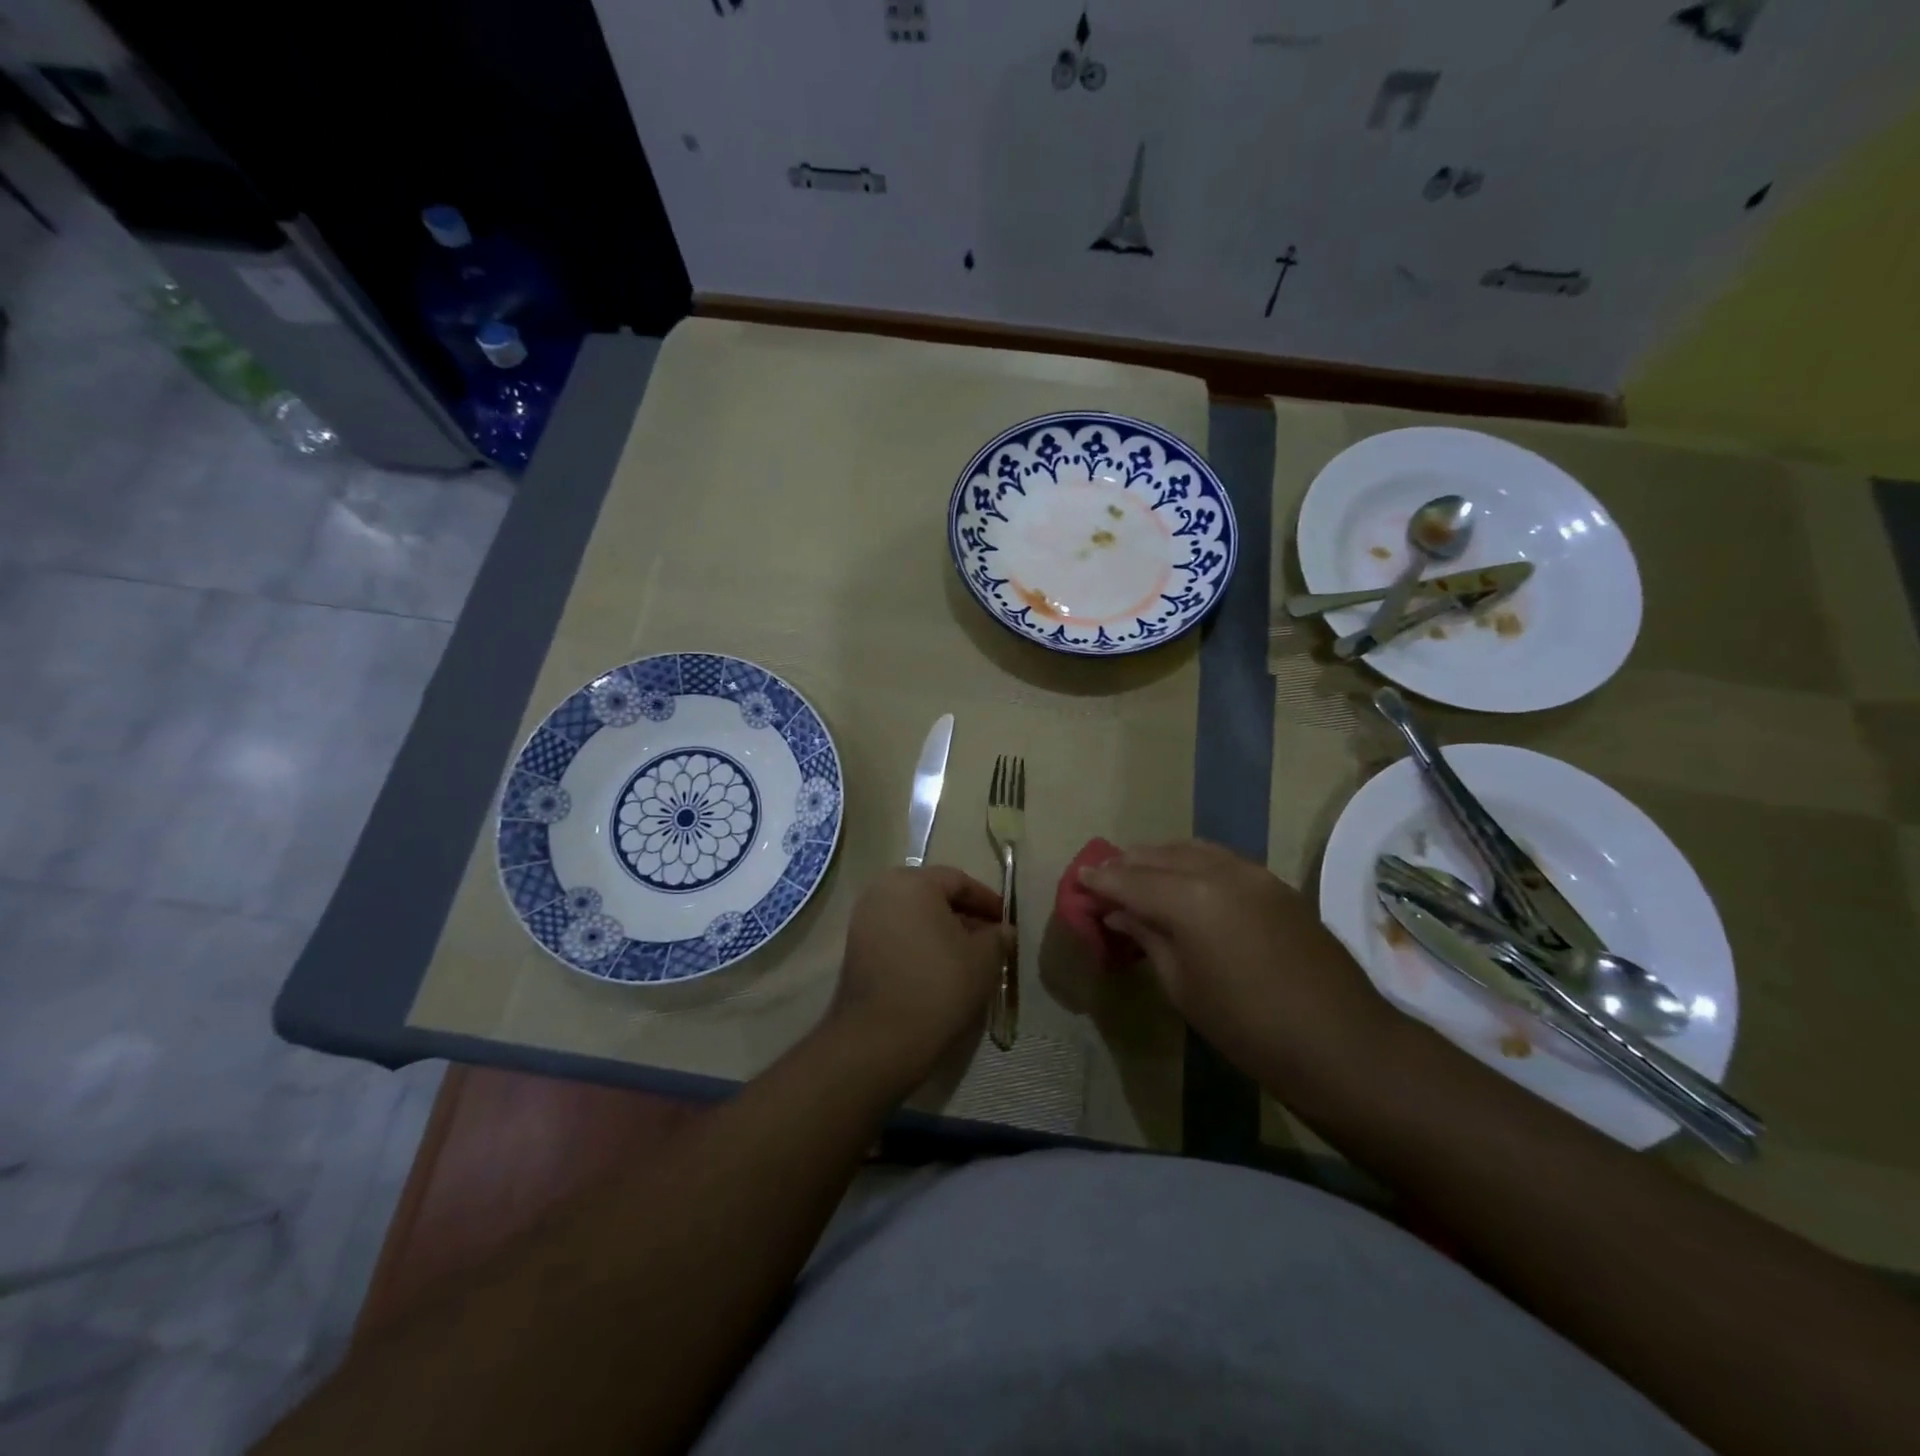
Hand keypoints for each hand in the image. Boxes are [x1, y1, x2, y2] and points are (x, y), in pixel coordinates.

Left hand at [828, 866, 1010, 1094]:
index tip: (1006, 923)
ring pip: (913, 916)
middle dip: (964, 915)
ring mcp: (864, 919)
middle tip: (989, 939)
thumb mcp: (983, 959)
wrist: (881, 1037)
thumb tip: (1003, 931)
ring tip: (967, 957)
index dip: (987, 901)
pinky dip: (919, 944)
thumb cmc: (939, 985)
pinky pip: (897, 935)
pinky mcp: (855, 948)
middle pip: (933, 895)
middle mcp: (882, 890)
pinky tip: (939, 969)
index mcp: (913, 882)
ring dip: (941, 931)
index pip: (958, 881)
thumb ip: (997, 937)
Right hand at [1080, 840, 1392, 1074]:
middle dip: (1125, 866)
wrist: (1342, 1044)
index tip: (1077, 881)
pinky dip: (1190, 864)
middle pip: (1157, 856)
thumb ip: (1148, 937)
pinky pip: (1219, 859)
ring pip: (1190, 849)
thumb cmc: (1249, 1028)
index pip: (1129, 880)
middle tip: (1102, 882)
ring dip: (1158, 860)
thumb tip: (1120, 912)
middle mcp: (1219, 871)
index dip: (1100, 881)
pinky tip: (1182, 884)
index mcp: (1190, 899)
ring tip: (1137, 879)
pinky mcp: (1274, 882)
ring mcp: (1252, 872)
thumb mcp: (1183, 987)